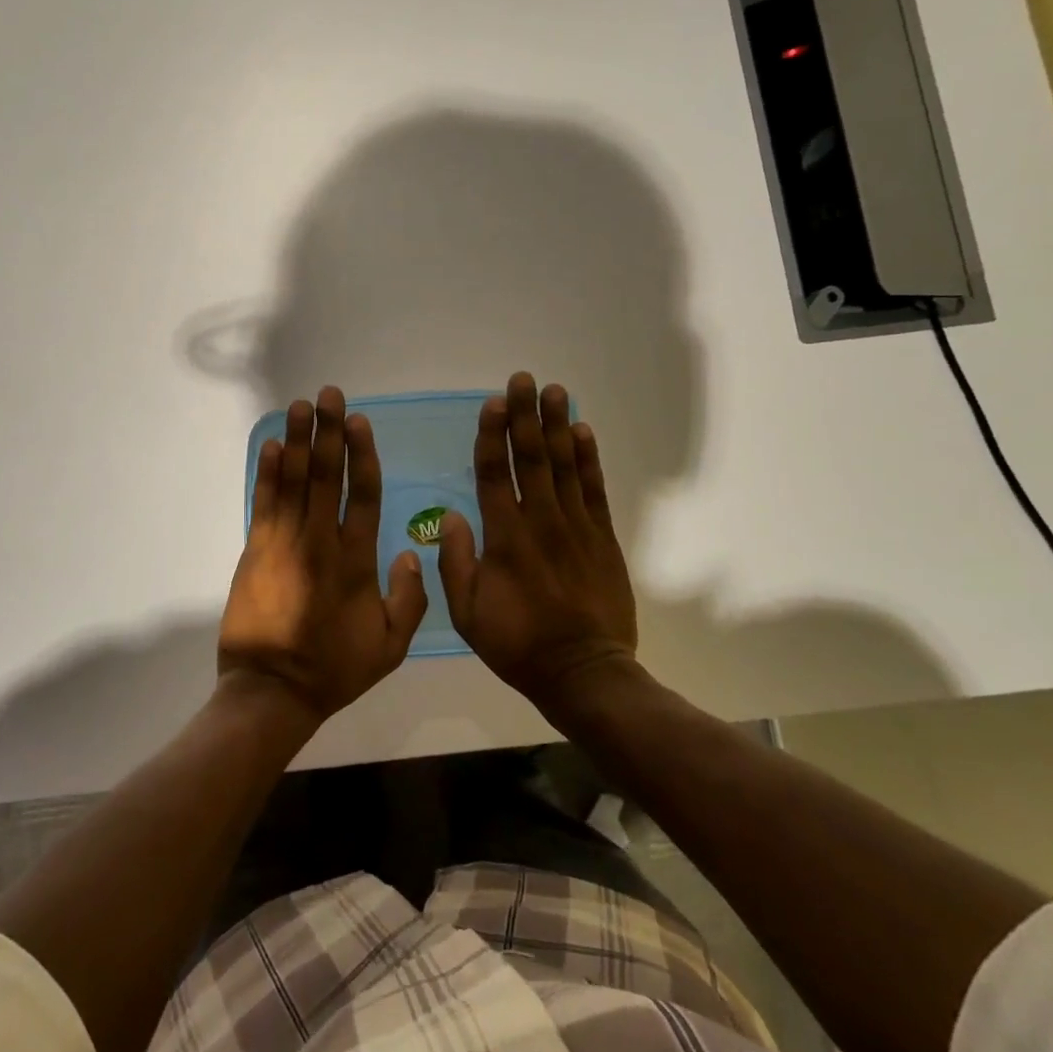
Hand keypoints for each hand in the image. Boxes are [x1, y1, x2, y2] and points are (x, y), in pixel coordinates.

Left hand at [219, 386, 428, 720]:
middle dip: (328, 431)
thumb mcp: (390, 647)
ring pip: (292, 481)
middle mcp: (319, 541)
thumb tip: (410, 552)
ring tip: (300, 406)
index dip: (361, 454)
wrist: (272, 690)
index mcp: (355, 561)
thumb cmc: (334, 668)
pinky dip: (266, 473)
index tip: (358, 420)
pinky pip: (263, 503)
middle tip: (329, 394)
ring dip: (297, 441)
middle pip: (325, 476)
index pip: (362, 495)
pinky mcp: (256, 550)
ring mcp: (283, 543)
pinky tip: (270, 446)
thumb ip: (408, 600)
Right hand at [440, 373, 637, 712]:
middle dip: (525, 415)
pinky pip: (594, 490)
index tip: (492, 403)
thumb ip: (455, 563)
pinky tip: (583, 432)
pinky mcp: (601, 538)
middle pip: (531, 458)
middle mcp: (540, 522)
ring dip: (557, 426)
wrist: (584, 672)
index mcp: (504, 538)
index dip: (492, 436)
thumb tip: (451, 516)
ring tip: (554, 391)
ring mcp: (575, 527)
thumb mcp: (467, 614)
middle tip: (523, 378)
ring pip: (564, 466)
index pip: (495, 474)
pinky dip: (588, 459)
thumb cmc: (517, 644)